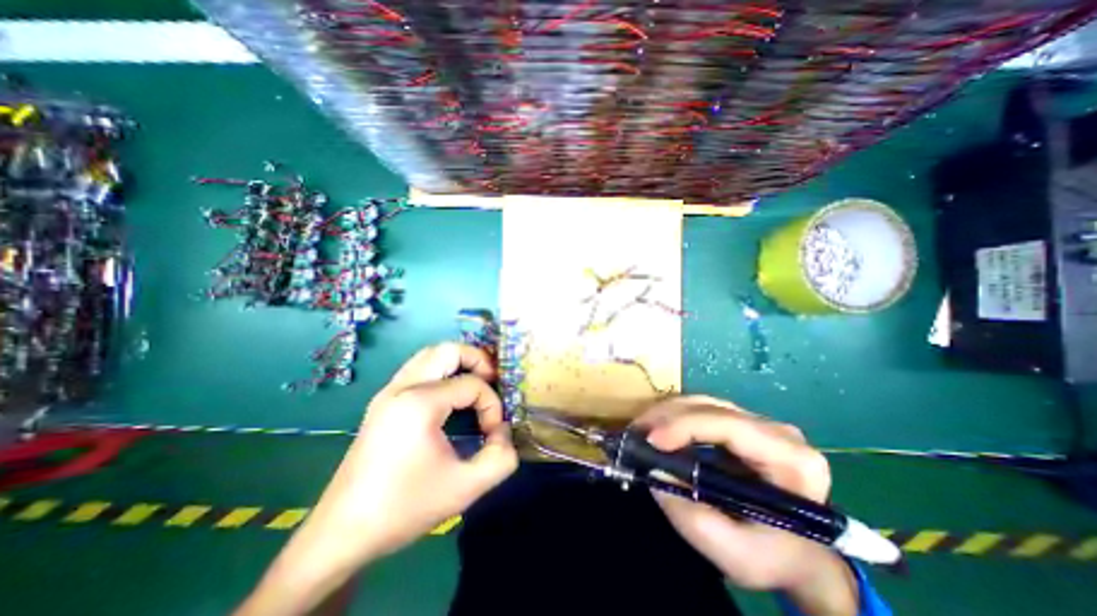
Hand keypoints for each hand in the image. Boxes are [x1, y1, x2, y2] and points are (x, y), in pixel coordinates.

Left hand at [235, 341, 519, 615]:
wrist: (341, 534)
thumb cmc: (404, 509)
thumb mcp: (465, 488)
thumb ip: (501, 457)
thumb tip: (505, 431)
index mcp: (420, 402)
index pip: (472, 384)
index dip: (492, 405)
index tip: (493, 433)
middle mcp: (402, 387)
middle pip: (448, 350)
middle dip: (478, 360)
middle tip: (492, 382)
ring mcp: (389, 391)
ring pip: (431, 355)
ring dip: (458, 362)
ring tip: (475, 384)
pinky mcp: (383, 401)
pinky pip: (418, 369)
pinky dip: (441, 371)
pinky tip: (450, 396)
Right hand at [639, 397, 859, 613]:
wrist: (800, 554)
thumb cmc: (775, 557)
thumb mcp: (737, 556)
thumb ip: (693, 519)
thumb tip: (654, 473)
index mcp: (791, 460)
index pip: (731, 426)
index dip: (686, 426)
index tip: (651, 440)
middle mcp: (777, 431)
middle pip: (712, 408)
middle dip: (668, 417)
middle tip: (635, 433)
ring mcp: (758, 423)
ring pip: (702, 403)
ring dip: (666, 414)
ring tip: (640, 430)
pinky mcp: (741, 424)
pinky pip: (701, 411)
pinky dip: (673, 418)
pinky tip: (657, 429)